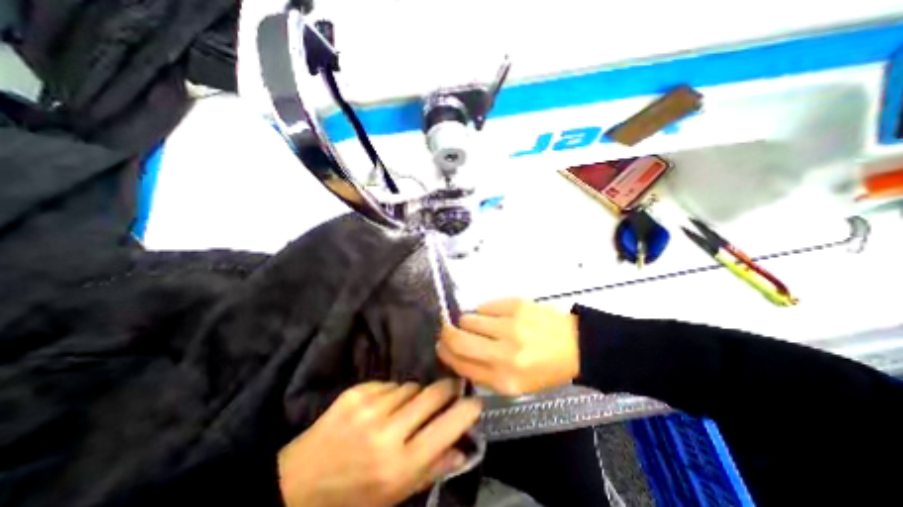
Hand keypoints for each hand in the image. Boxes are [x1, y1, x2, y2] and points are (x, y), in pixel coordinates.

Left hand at [278, 380, 483, 506]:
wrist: (299, 484)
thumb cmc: (353, 496)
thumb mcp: (394, 495)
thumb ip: (432, 469)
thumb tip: (464, 449)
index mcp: (399, 465)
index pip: (446, 428)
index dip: (466, 410)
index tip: (475, 401)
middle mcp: (386, 433)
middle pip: (432, 394)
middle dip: (447, 388)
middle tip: (452, 388)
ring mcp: (369, 408)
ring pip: (411, 387)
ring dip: (415, 395)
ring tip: (405, 410)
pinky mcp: (356, 392)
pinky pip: (389, 384)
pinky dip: (392, 393)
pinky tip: (381, 408)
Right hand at [438, 297, 577, 395]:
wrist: (575, 345)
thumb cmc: (544, 369)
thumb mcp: (515, 385)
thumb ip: (483, 372)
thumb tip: (455, 352)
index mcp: (504, 379)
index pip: (461, 363)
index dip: (445, 353)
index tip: (440, 346)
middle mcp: (504, 353)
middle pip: (458, 339)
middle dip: (446, 333)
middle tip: (446, 329)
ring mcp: (510, 326)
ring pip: (468, 319)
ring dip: (467, 322)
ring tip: (479, 325)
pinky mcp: (515, 305)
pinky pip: (484, 306)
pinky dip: (484, 311)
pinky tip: (495, 317)